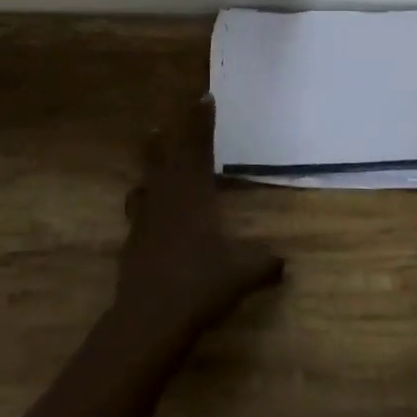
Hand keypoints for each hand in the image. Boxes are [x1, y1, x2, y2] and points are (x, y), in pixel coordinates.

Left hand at [115, 94, 283, 343]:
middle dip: (165, 141)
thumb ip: (264, 264)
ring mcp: (145, 222)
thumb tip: (283, 263)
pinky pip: (138, 215)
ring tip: (150, 165)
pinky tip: (149, 218)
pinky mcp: (132, 245)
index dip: (201, 122)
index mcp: (194, 196)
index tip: (203, 96)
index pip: (199, 148)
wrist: (149, 320)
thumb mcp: (241, 274)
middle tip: (160, 126)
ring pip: (145, 185)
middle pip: (163, 160)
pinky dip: (144, 207)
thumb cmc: (199, 284)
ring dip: (149, 170)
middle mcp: (167, 200)